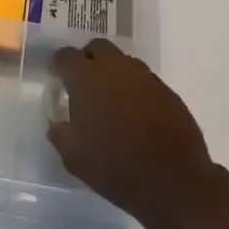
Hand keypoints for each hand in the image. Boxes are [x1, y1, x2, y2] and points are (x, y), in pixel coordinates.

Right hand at [47, 39, 214, 228]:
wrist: (173, 181)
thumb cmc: (114, 165)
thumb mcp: (73, 156)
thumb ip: (60, 133)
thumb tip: (58, 124)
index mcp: (87, 78)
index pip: (66, 56)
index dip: (58, 64)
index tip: (56, 76)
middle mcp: (117, 69)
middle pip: (98, 47)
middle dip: (87, 59)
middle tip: (83, 83)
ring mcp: (146, 78)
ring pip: (124, 62)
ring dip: (113, 73)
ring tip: (110, 101)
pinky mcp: (168, 93)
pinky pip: (145, 81)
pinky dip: (135, 90)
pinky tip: (135, 115)